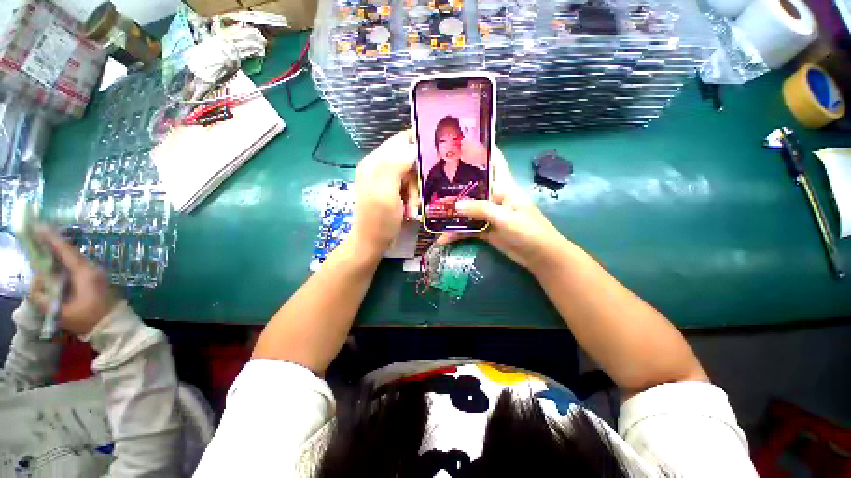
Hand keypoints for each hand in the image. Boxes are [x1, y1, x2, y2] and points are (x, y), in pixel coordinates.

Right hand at [29, 228, 118, 336]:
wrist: (115, 327)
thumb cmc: (90, 320)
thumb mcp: (62, 313)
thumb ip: (44, 299)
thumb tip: (34, 287)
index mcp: (85, 273)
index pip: (66, 250)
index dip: (51, 238)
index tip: (39, 226)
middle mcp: (92, 269)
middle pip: (69, 253)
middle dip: (52, 245)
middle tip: (36, 236)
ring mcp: (96, 274)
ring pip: (74, 260)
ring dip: (58, 255)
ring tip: (42, 250)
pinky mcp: (97, 280)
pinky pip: (77, 267)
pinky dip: (65, 264)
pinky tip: (55, 267)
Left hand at [351, 130, 419, 253]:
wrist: (371, 243)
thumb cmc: (379, 221)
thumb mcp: (386, 193)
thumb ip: (397, 165)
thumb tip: (414, 145)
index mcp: (375, 161)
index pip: (402, 140)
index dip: (420, 144)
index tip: (437, 157)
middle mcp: (379, 166)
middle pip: (409, 159)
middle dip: (418, 177)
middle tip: (418, 194)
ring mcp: (385, 179)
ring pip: (412, 175)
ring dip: (415, 191)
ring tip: (412, 207)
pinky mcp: (391, 190)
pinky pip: (409, 187)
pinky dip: (413, 198)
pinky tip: (409, 210)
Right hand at [435, 146, 566, 270]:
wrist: (540, 257)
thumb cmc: (529, 231)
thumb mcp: (506, 218)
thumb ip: (481, 209)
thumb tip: (455, 205)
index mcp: (503, 187)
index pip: (494, 162)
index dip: (480, 150)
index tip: (460, 143)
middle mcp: (493, 197)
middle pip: (472, 187)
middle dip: (453, 185)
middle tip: (430, 181)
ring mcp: (487, 214)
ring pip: (466, 209)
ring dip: (450, 213)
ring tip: (430, 214)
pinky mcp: (484, 229)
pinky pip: (466, 229)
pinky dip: (455, 234)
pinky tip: (441, 239)